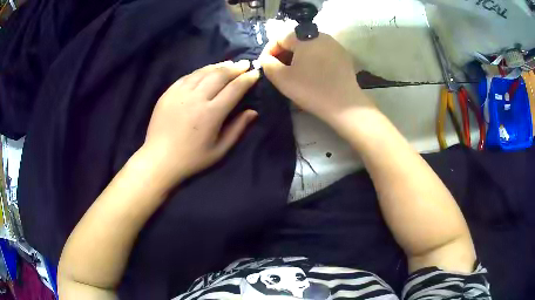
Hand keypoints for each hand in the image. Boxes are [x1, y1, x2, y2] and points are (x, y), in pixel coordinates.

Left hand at [141, 60, 259, 188]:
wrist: (159, 159)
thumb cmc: (192, 159)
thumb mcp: (219, 150)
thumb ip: (237, 129)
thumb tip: (253, 112)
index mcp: (211, 114)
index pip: (234, 89)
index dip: (247, 79)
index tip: (255, 73)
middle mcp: (196, 98)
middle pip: (219, 75)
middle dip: (235, 68)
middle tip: (245, 63)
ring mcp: (180, 93)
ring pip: (203, 72)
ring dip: (219, 66)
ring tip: (229, 64)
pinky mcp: (168, 92)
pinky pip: (188, 76)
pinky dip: (200, 71)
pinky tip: (206, 71)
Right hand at [259, 32, 375, 125]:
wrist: (345, 104)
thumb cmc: (311, 89)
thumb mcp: (281, 78)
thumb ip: (267, 64)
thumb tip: (266, 58)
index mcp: (304, 37)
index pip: (279, 37)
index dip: (269, 51)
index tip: (265, 66)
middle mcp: (320, 35)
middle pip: (295, 40)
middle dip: (283, 53)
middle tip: (278, 70)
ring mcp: (334, 45)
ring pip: (309, 46)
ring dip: (297, 56)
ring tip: (294, 72)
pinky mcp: (343, 56)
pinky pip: (322, 52)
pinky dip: (312, 59)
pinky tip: (312, 73)